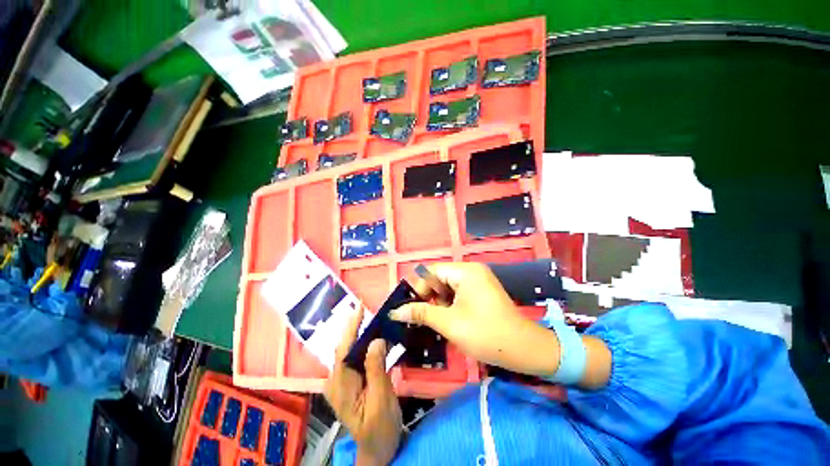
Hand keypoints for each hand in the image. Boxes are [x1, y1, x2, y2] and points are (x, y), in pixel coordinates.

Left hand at [324, 309, 401, 465]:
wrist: (378, 449)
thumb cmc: (380, 428)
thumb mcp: (381, 400)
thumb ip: (376, 370)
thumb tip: (376, 339)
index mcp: (341, 387)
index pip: (343, 350)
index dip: (351, 327)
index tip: (359, 308)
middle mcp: (337, 381)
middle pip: (346, 347)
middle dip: (356, 327)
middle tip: (368, 308)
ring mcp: (343, 381)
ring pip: (351, 350)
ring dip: (362, 334)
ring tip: (373, 318)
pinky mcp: (351, 381)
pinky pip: (357, 357)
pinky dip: (366, 344)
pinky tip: (375, 336)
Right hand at [390, 262, 611, 386]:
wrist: (525, 349)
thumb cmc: (486, 334)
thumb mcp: (450, 323)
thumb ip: (422, 313)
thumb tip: (396, 311)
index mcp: (466, 271)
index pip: (432, 271)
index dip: (419, 288)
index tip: (411, 308)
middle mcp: (472, 270)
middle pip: (440, 277)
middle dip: (428, 295)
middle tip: (420, 316)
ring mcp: (478, 280)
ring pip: (448, 286)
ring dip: (438, 301)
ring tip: (433, 320)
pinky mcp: (482, 290)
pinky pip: (458, 291)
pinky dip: (449, 303)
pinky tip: (447, 318)